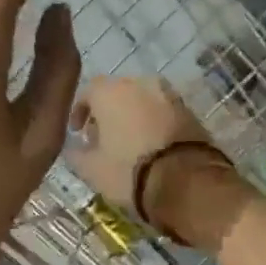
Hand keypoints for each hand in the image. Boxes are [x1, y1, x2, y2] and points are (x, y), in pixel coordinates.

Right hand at [68, 76, 256, 252]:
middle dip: (108, 113)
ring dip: (133, 117)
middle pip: (118, 93)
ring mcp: (169, 95)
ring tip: (128, 144)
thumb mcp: (92, 169)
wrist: (185, 181)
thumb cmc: (128, 171)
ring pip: (143, 102)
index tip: (78, 132)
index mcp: (111, 91)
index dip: (80, 112)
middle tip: (103, 138)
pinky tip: (151, 147)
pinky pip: (163, 113)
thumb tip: (74, 148)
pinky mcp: (190, 111)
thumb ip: (77, 154)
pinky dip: (154, 124)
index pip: (88, 92)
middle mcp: (141, 83)